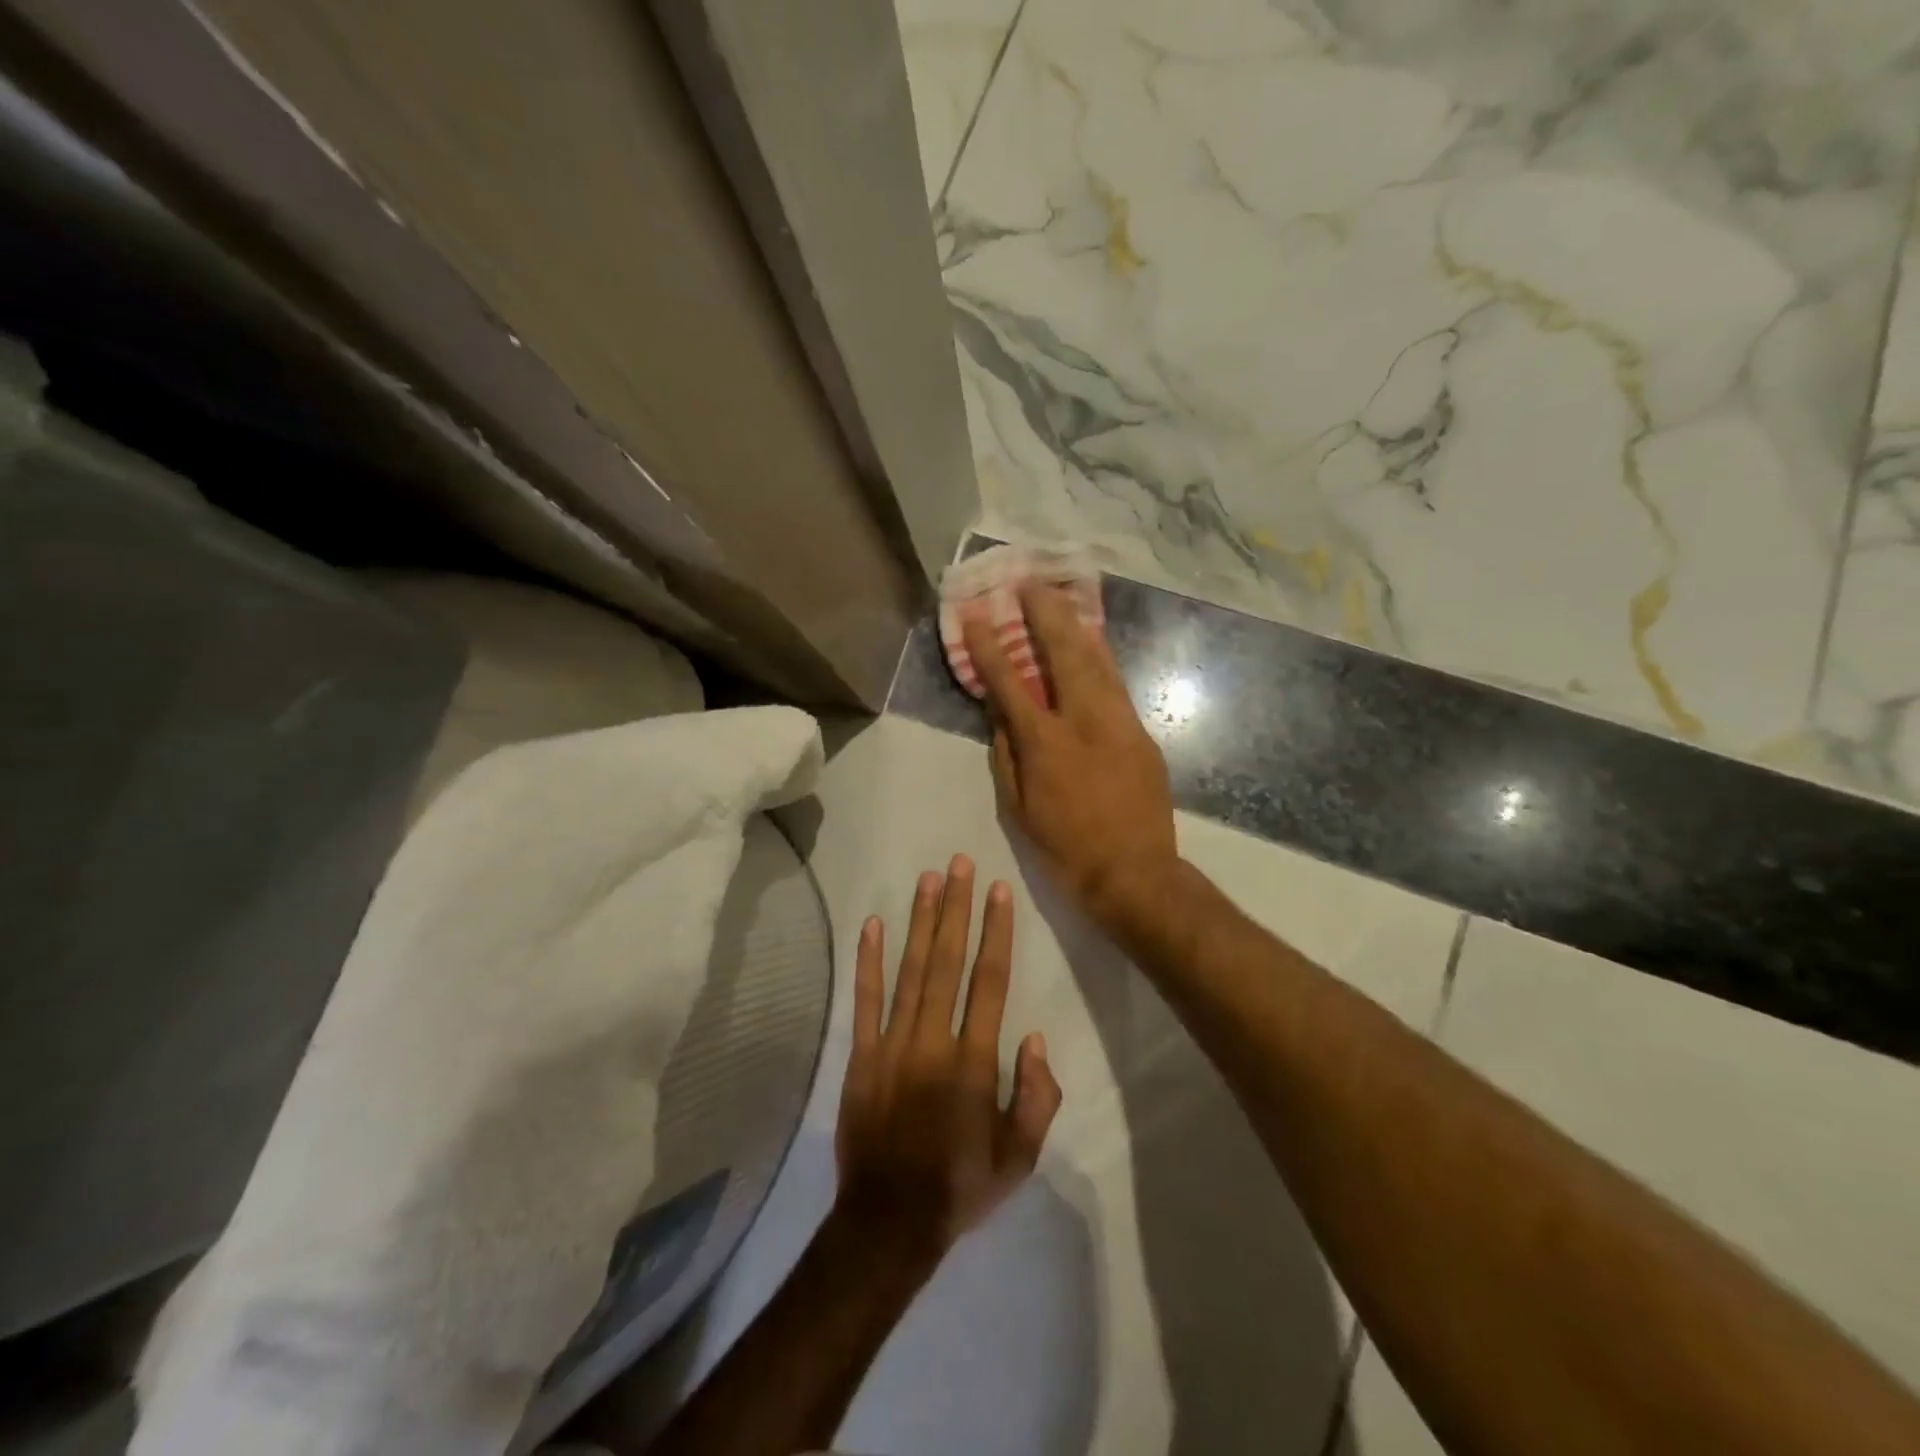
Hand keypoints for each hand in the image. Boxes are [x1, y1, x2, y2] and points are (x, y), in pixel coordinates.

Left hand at [835, 857, 1062, 1256]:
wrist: (888, 1224)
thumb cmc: (960, 1187)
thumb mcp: (1020, 1158)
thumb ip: (1036, 1098)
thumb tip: (1032, 1039)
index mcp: (974, 1063)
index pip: (990, 982)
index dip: (996, 933)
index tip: (998, 892)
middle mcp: (934, 1041)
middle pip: (948, 962)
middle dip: (956, 909)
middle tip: (958, 864)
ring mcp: (892, 1045)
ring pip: (910, 970)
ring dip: (920, 922)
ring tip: (927, 879)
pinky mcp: (861, 1055)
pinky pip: (865, 1000)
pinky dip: (868, 961)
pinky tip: (873, 924)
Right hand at [963, 585, 1178, 924]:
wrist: (1135, 874)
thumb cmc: (1065, 848)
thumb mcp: (1018, 808)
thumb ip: (1007, 754)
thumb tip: (1000, 714)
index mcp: (1046, 745)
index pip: (1010, 684)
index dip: (991, 647)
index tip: (978, 614)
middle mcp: (1085, 722)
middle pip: (1064, 654)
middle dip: (1044, 614)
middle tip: (1030, 583)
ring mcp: (1120, 724)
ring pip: (1098, 662)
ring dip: (1076, 626)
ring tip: (1061, 598)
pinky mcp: (1141, 734)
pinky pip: (1116, 685)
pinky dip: (1100, 659)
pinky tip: (1091, 644)